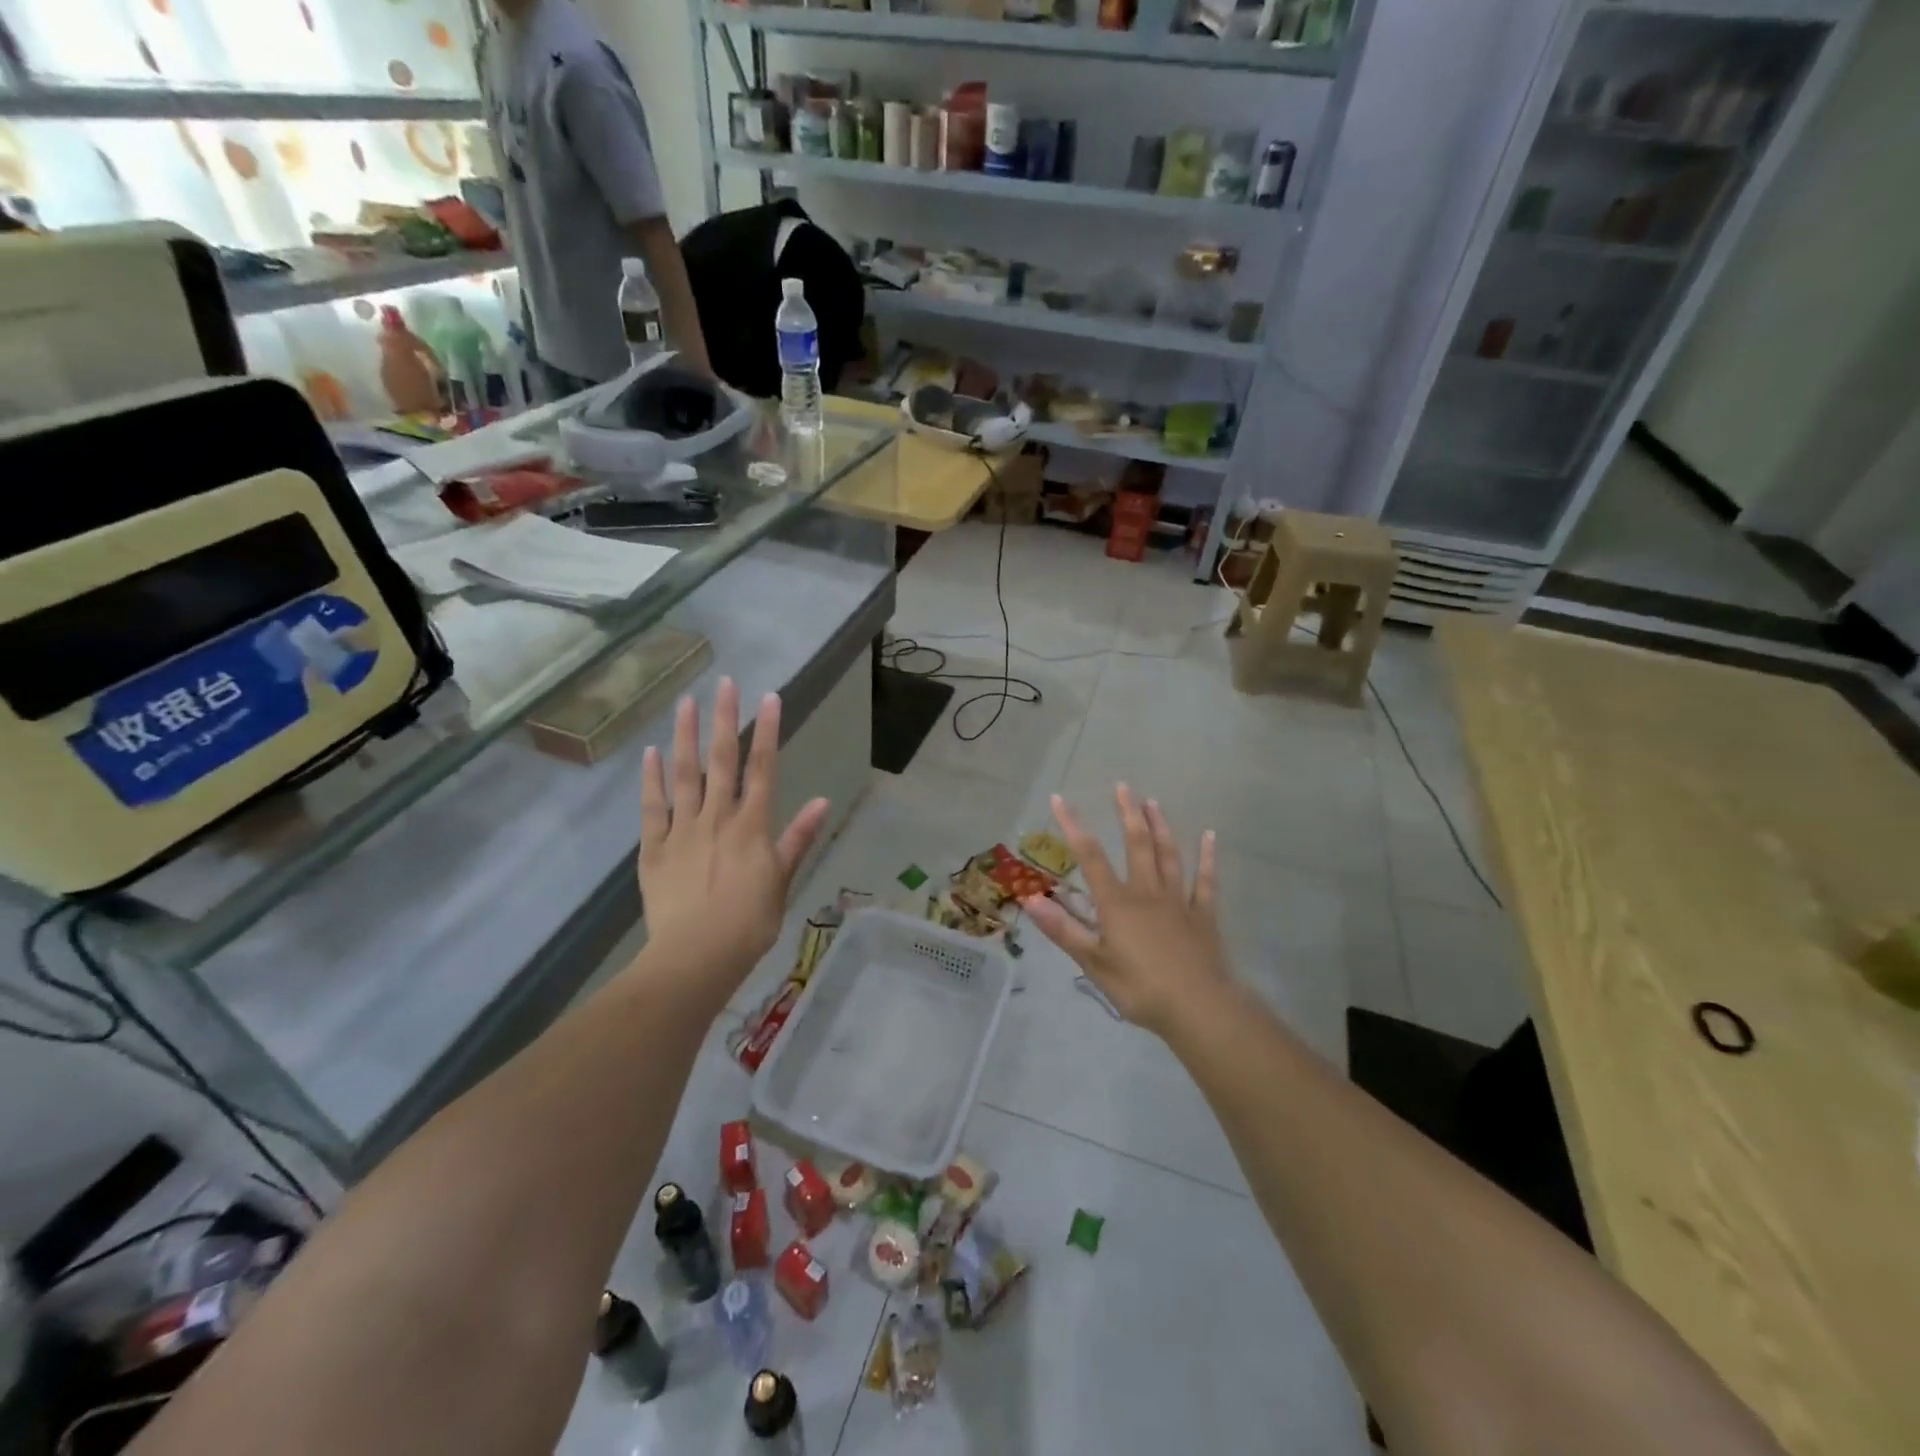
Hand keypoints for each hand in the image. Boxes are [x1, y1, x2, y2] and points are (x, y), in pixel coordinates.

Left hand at [636, 680, 828, 1001]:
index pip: (763, 769)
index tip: (769, 698)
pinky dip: (652, 779)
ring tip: (686, 702)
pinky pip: (653, 807)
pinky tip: (651, 753)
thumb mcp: (782, 881)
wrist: (696, 956)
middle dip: (726, 719)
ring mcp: (683, 830)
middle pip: (723, 761)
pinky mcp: (654, 848)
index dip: (767, 731)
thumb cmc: (749, 923)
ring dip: (687, 736)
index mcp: (752, 826)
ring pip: (686, 775)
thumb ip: (797, 839)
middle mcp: (718, 818)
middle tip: (726, 683)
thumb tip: (822, 801)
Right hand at [1022, 786, 1230, 1036]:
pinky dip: (1207, 857)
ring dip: (1160, 827)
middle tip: (1123, 786)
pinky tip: (1210, 836)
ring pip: (1168, 855)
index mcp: (1117, 903)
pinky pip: (1206, 880)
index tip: (1059, 798)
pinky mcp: (1203, 915)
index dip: (1072, 826)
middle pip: (1136, 844)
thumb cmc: (1140, 987)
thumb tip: (1029, 899)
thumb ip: (1062, 929)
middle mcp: (1147, 892)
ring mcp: (1179, 901)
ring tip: (1153, 802)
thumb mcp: (1093, 962)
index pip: (1090, 856)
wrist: (1198, 1008)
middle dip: (1127, 813)